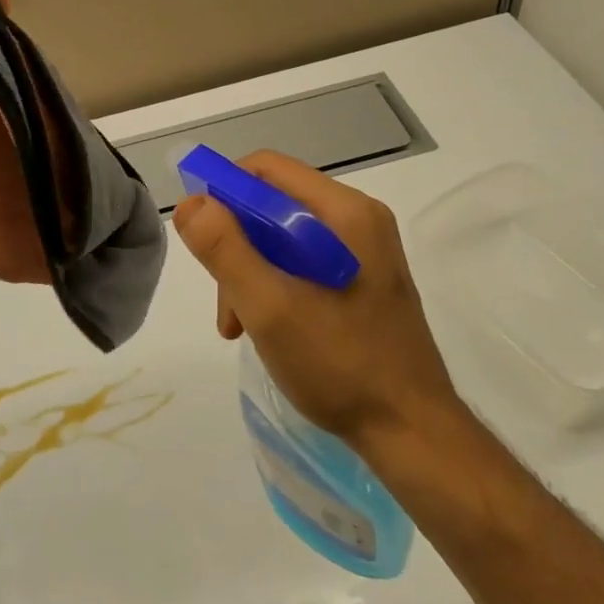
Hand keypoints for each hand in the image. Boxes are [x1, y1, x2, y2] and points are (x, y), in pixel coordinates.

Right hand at [172, 151, 461, 449]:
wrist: (412, 433)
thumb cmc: (340, 364)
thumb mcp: (268, 306)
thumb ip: (224, 249)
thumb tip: (191, 203)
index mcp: (344, 212)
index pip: (266, 169)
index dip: (223, 192)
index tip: (201, 238)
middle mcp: (358, 220)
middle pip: (272, 205)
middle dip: (236, 246)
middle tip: (225, 301)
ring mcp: (364, 251)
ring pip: (284, 238)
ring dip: (251, 272)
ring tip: (239, 325)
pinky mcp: (364, 279)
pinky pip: (304, 263)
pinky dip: (276, 285)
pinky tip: (265, 328)